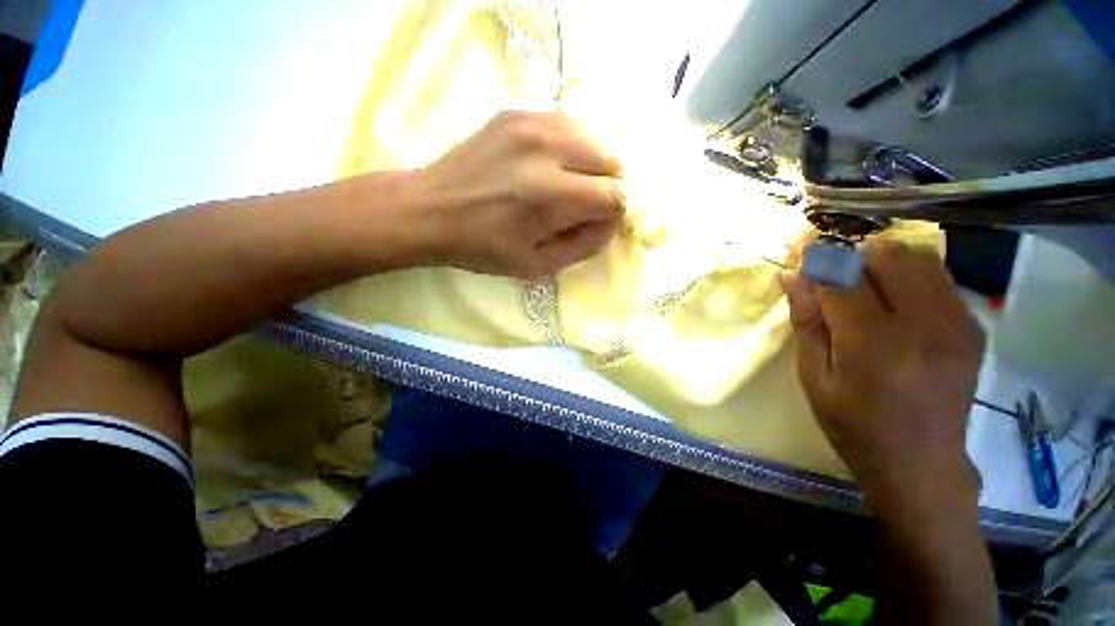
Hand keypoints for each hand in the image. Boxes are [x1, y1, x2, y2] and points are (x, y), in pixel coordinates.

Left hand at [411, 111, 624, 277]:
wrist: (430, 210)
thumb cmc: (483, 248)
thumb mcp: (537, 265)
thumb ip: (584, 245)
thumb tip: (613, 222)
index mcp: (550, 196)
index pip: (615, 196)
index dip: (614, 213)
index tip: (598, 223)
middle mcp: (546, 149)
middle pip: (612, 159)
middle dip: (610, 186)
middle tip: (588, 205)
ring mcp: (531, 122)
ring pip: (595, 135)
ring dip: (595, 164)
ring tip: (574, 185)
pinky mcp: (517, 113)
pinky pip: (569, 124)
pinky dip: (574, 147)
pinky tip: (556, 165)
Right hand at [779, 239, 984, 515]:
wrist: (922, 464)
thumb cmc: (854, 425)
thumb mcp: (815, 378)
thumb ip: (806, 323)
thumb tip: (791, 277)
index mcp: (873, 344)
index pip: (841, 277)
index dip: (815, 258)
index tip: (798, 250)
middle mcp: (923, 325)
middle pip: (887, 256)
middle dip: (852, 256)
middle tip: (833, 278)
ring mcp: (956, 325)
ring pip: (920, 259)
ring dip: (885, 262)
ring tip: (866, 288)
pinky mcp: (972, 329)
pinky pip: (941, 279)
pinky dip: (912, 278)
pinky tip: (897, 304)